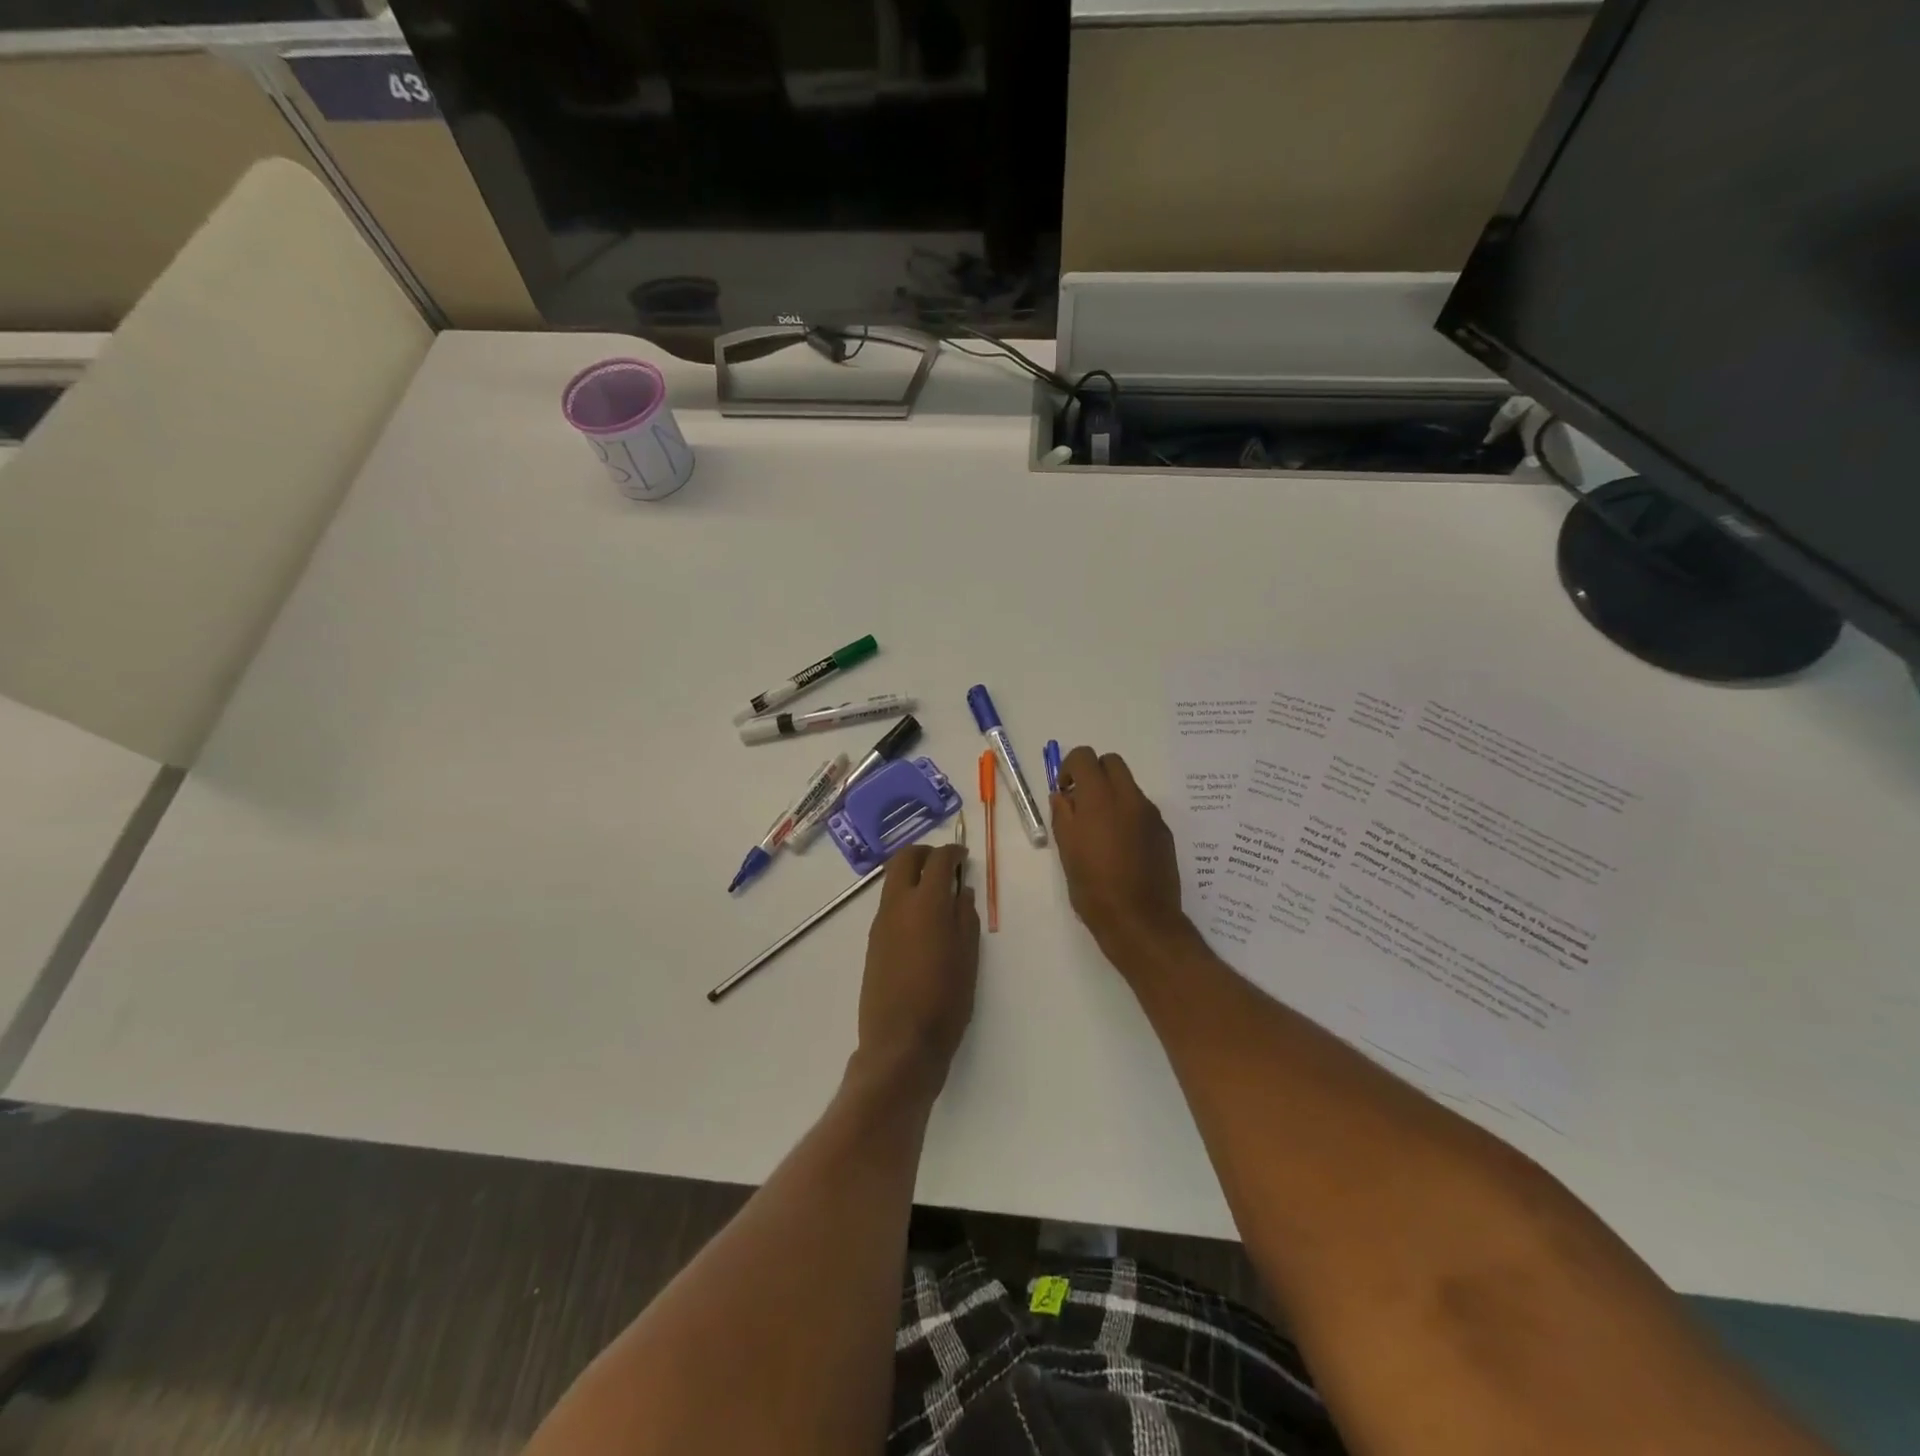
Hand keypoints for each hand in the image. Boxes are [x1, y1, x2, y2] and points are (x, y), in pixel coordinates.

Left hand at [854, 844, 979, 1097]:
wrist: (900, 1043)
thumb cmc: (945, 1001)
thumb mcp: (968, 958)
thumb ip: (965, 918)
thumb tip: (962, 891)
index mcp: (926, 904)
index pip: (938, 860)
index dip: (953, 852)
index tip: (964, 856)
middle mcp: (897, 905)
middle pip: (904, 858)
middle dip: (925, 852)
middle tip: (945, 863)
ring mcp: (880, 922)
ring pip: (892, 880)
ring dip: (912, 874)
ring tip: (936, 892)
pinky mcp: (872, 941)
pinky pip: (888, 904)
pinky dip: (904, 896)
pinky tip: (921, 920)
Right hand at [1051, 747, 1192, 972]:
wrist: (1141, 921)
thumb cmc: (1094, 888)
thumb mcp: (1066, 850)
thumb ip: (1062, 815)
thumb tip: (1063, 796)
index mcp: (1100, 798)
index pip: (1084, 757)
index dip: (1069, 768)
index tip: (1064, 792)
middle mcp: (1129, 798)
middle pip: (1112, 762)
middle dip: (1094, 773)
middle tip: (1081, 803)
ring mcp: (1150, 814)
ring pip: (1128, 786)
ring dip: (1111, 794)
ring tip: (1100, 831)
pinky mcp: (1163, 832)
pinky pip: (1141, 809)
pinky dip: (1127, 814)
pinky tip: (1121, 847)